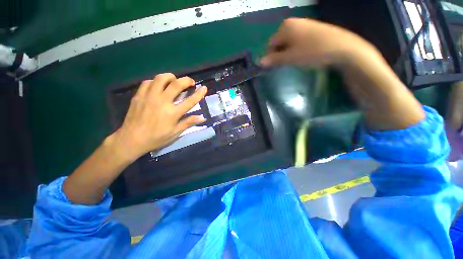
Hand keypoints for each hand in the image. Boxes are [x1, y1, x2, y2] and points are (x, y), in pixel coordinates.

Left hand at [111, 73, 206, 160]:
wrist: (131, 139)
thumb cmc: (156, 138)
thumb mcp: (175, 133)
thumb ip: (188, 122)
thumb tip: (202, 117)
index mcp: (173, 113)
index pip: (190, 100)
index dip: (199, 93)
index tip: (204, 88)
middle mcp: (162, 102)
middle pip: (177, 84)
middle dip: (187, 80)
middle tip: (190, 82)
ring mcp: (149, 97)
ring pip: (161, 78)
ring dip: (171, 77)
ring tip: (174, 81)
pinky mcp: (139, 95)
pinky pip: (148, 82)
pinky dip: (156, 81)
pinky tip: (158, 86)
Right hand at [260, 18, 375, 67]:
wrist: (341, 47)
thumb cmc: (312, 51)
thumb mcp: (290, 58)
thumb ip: (274, 59)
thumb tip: (260, 62)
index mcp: (285, 27)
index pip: (270, 44)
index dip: (271, 56)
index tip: (275, 66)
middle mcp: (292, 22)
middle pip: (279, 42)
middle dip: (280, 54)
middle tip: (287, 63)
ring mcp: (303, 24)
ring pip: (288, 42)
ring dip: (288, 52)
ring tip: (296, 60)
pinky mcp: (311, 29)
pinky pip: (298, 40)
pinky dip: (297, 48)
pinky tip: (304, 54)